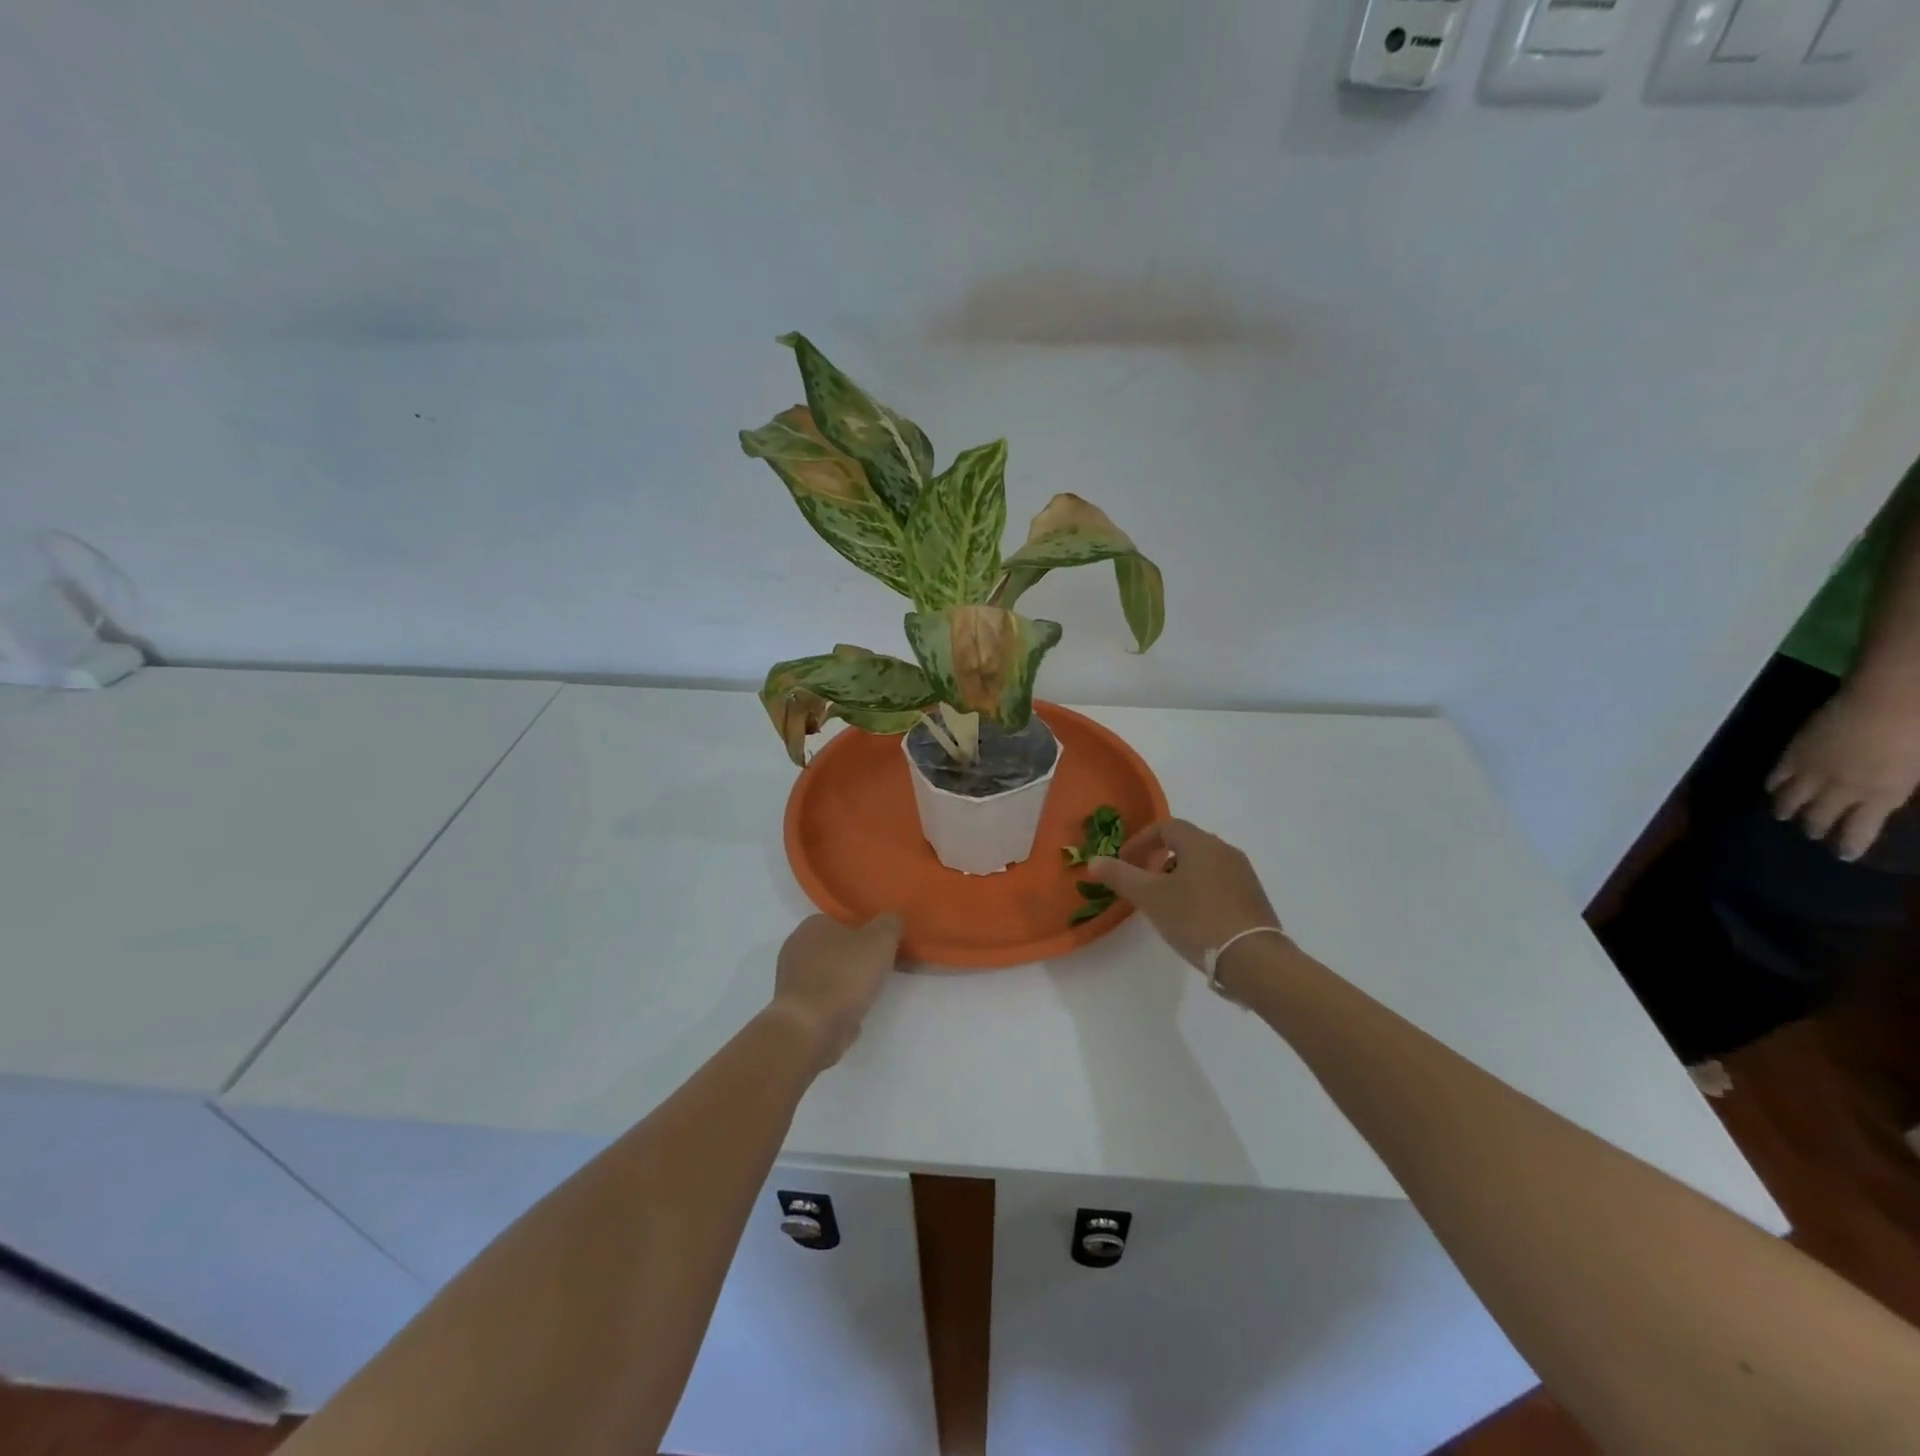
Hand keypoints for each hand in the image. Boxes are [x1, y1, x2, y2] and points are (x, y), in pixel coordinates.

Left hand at [768, 913, 903, 1068]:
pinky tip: (856, 1011)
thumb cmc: (845, 975)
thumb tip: (892, 919)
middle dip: (860, 957)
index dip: (868, 931)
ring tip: (874, 993)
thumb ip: (890, 923)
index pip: (844, 920)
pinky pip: (825, 998)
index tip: (886, 946)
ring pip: (832, 974)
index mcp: (813, 924)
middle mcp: (797, 947)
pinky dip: (841, 1003)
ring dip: (851, 982)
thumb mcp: (881, 940)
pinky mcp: (795, 1008)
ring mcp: (793, 979)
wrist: (812, 1028)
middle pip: (838, 948)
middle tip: (884, 969)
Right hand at [1087, 819, 1281, 970]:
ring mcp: (1243, 874)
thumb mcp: (1150, 898)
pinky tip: (1192, 917)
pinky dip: (1199, 889)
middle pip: (1186, 843)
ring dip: (1179, 874)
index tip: (1124, 862)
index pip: (1165, 827)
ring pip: (1203, 863)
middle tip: (1142, 881)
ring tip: (1165, 902)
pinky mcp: (1253, 897)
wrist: (1253, 959)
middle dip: (1159, 857)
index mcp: (1200, 843)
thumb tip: (1093, 861)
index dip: (1140, 841)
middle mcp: (1225, 850)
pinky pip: (1219, 882)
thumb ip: (1120, 876)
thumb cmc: (1196, 920)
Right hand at [1766, 687, 1919, 861]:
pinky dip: (1774, 785)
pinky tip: (1772, 789)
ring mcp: (1812, 771)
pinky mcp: (1793, 755)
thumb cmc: (1917, 734)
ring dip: (1786, 810)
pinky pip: (1777, 776)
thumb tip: (1880, 800)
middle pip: (1818, 816)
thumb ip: (1896, 788)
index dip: (1847, 845)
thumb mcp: (1918, 770)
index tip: (1842, 855)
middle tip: (1810, 833)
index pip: (1857, 830)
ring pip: (1790, 800)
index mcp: (1880, 795)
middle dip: (1814, 828)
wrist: (1887, 701)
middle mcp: (1840, 789)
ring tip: (1783, 814)